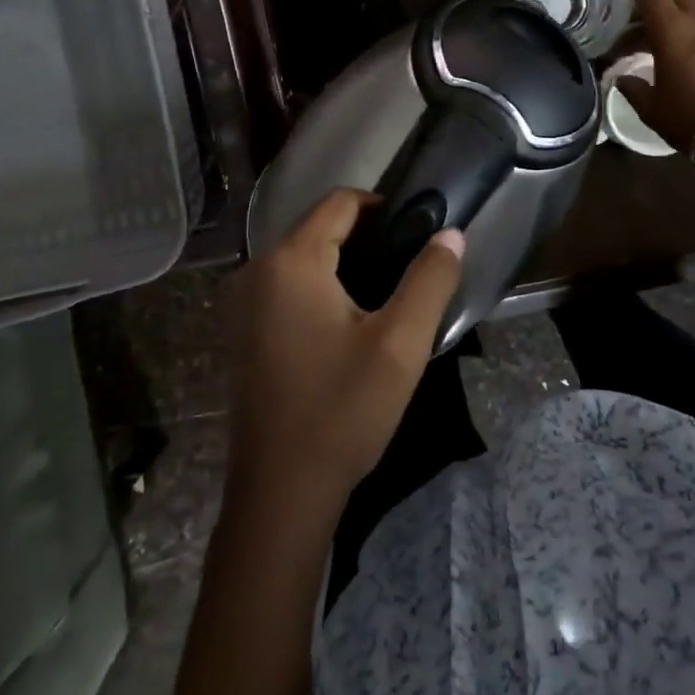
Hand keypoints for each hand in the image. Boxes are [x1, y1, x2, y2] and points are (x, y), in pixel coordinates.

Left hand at [225, 189, 464, 511]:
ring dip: (342, 264)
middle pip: (317, 227)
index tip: (415, 230)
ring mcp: (242, 303)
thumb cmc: (342, 410)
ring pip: (301, 258)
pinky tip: (347, 324)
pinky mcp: (242, 332)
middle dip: (364, 236)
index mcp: (291, 261)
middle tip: (407, 268)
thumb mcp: (400, 344)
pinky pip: (285, 287)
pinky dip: (318, 288)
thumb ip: (429, 279)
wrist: (281, 492)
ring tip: (385, 296)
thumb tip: (452, 234)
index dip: (381, 206)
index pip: (339, 202)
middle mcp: (256, 269)